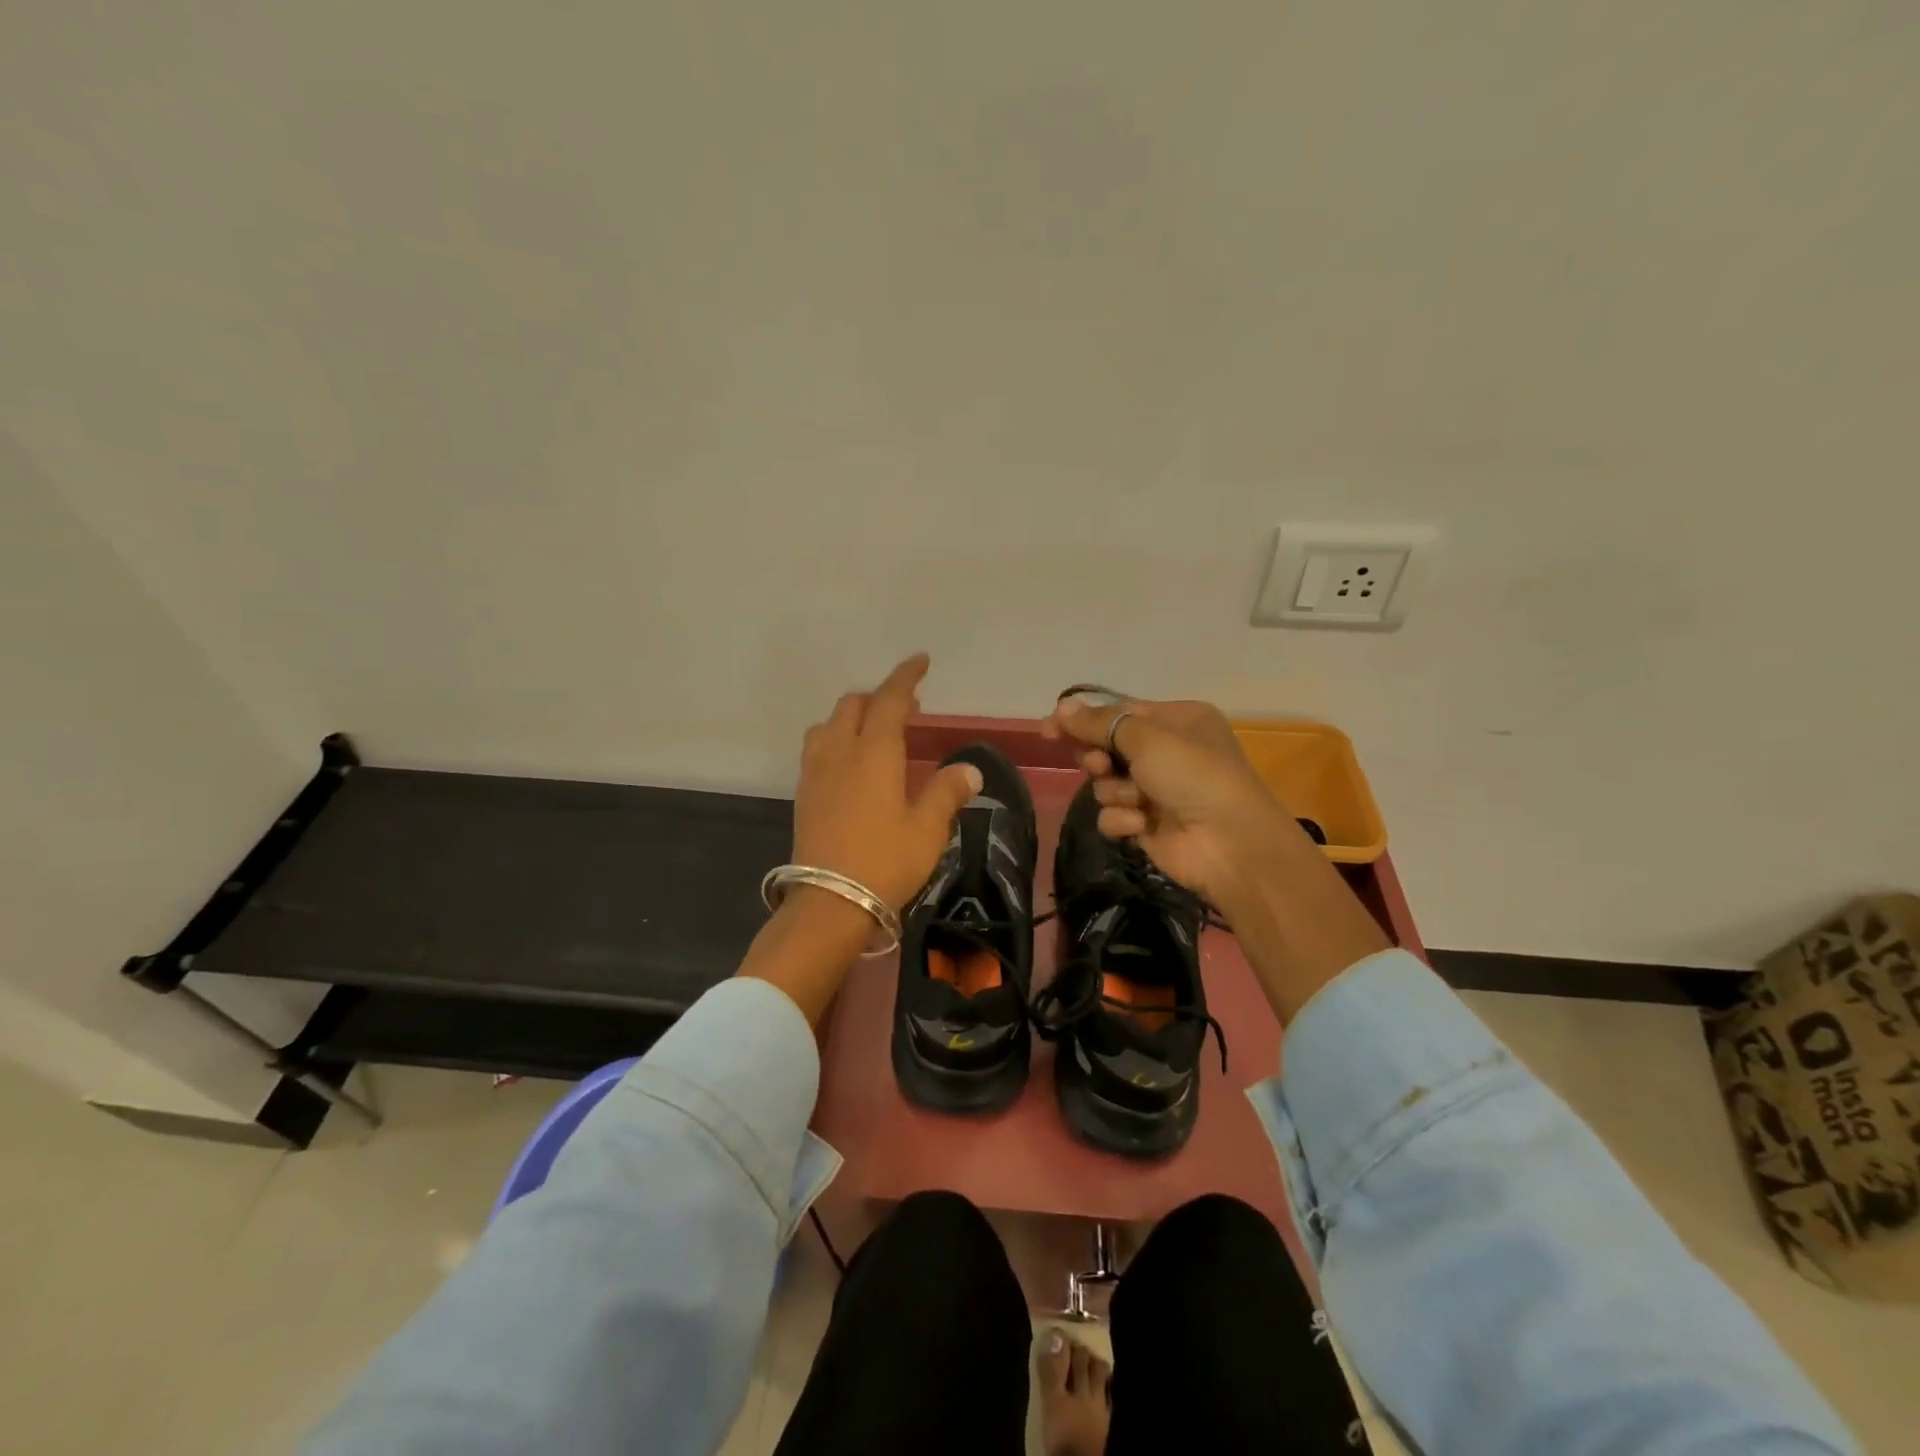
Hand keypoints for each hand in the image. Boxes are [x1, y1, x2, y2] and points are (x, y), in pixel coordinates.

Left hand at [793, 654, 983, 910]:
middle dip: (879, 696)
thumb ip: (947, 792)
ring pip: (829, 723)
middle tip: (906, 707)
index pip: (889, 700)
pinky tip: (850, 762)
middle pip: (853, 705)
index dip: (905, 677)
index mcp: (875, 752)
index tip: (920, 661)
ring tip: (875, 730)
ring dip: (852, 715)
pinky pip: (818, 747)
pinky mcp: (804, 793)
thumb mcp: (927, 830)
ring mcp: (816, 771)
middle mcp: (840, 751)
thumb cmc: (885, 862)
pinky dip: (836, 737)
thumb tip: (969, 770)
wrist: (829, 903)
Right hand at [1042, 693, 1304, 914]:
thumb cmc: (1193, 775)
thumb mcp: (1146, 738)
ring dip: (1117, 791)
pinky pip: (1113, 814)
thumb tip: (1061, 706)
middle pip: (1108, 747)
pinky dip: (1123, 819)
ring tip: (1137, 800)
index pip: (1119, 713)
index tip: (1048, 729)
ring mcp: (1156, 791)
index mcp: (1177, 721)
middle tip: (1100, 765)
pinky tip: (1142, 825)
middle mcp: (1167, 752)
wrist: (1229, 844)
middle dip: (1099, 758)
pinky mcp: (1147, 824)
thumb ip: (1098, 723)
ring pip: (1106, 783)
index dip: (1082, 720)